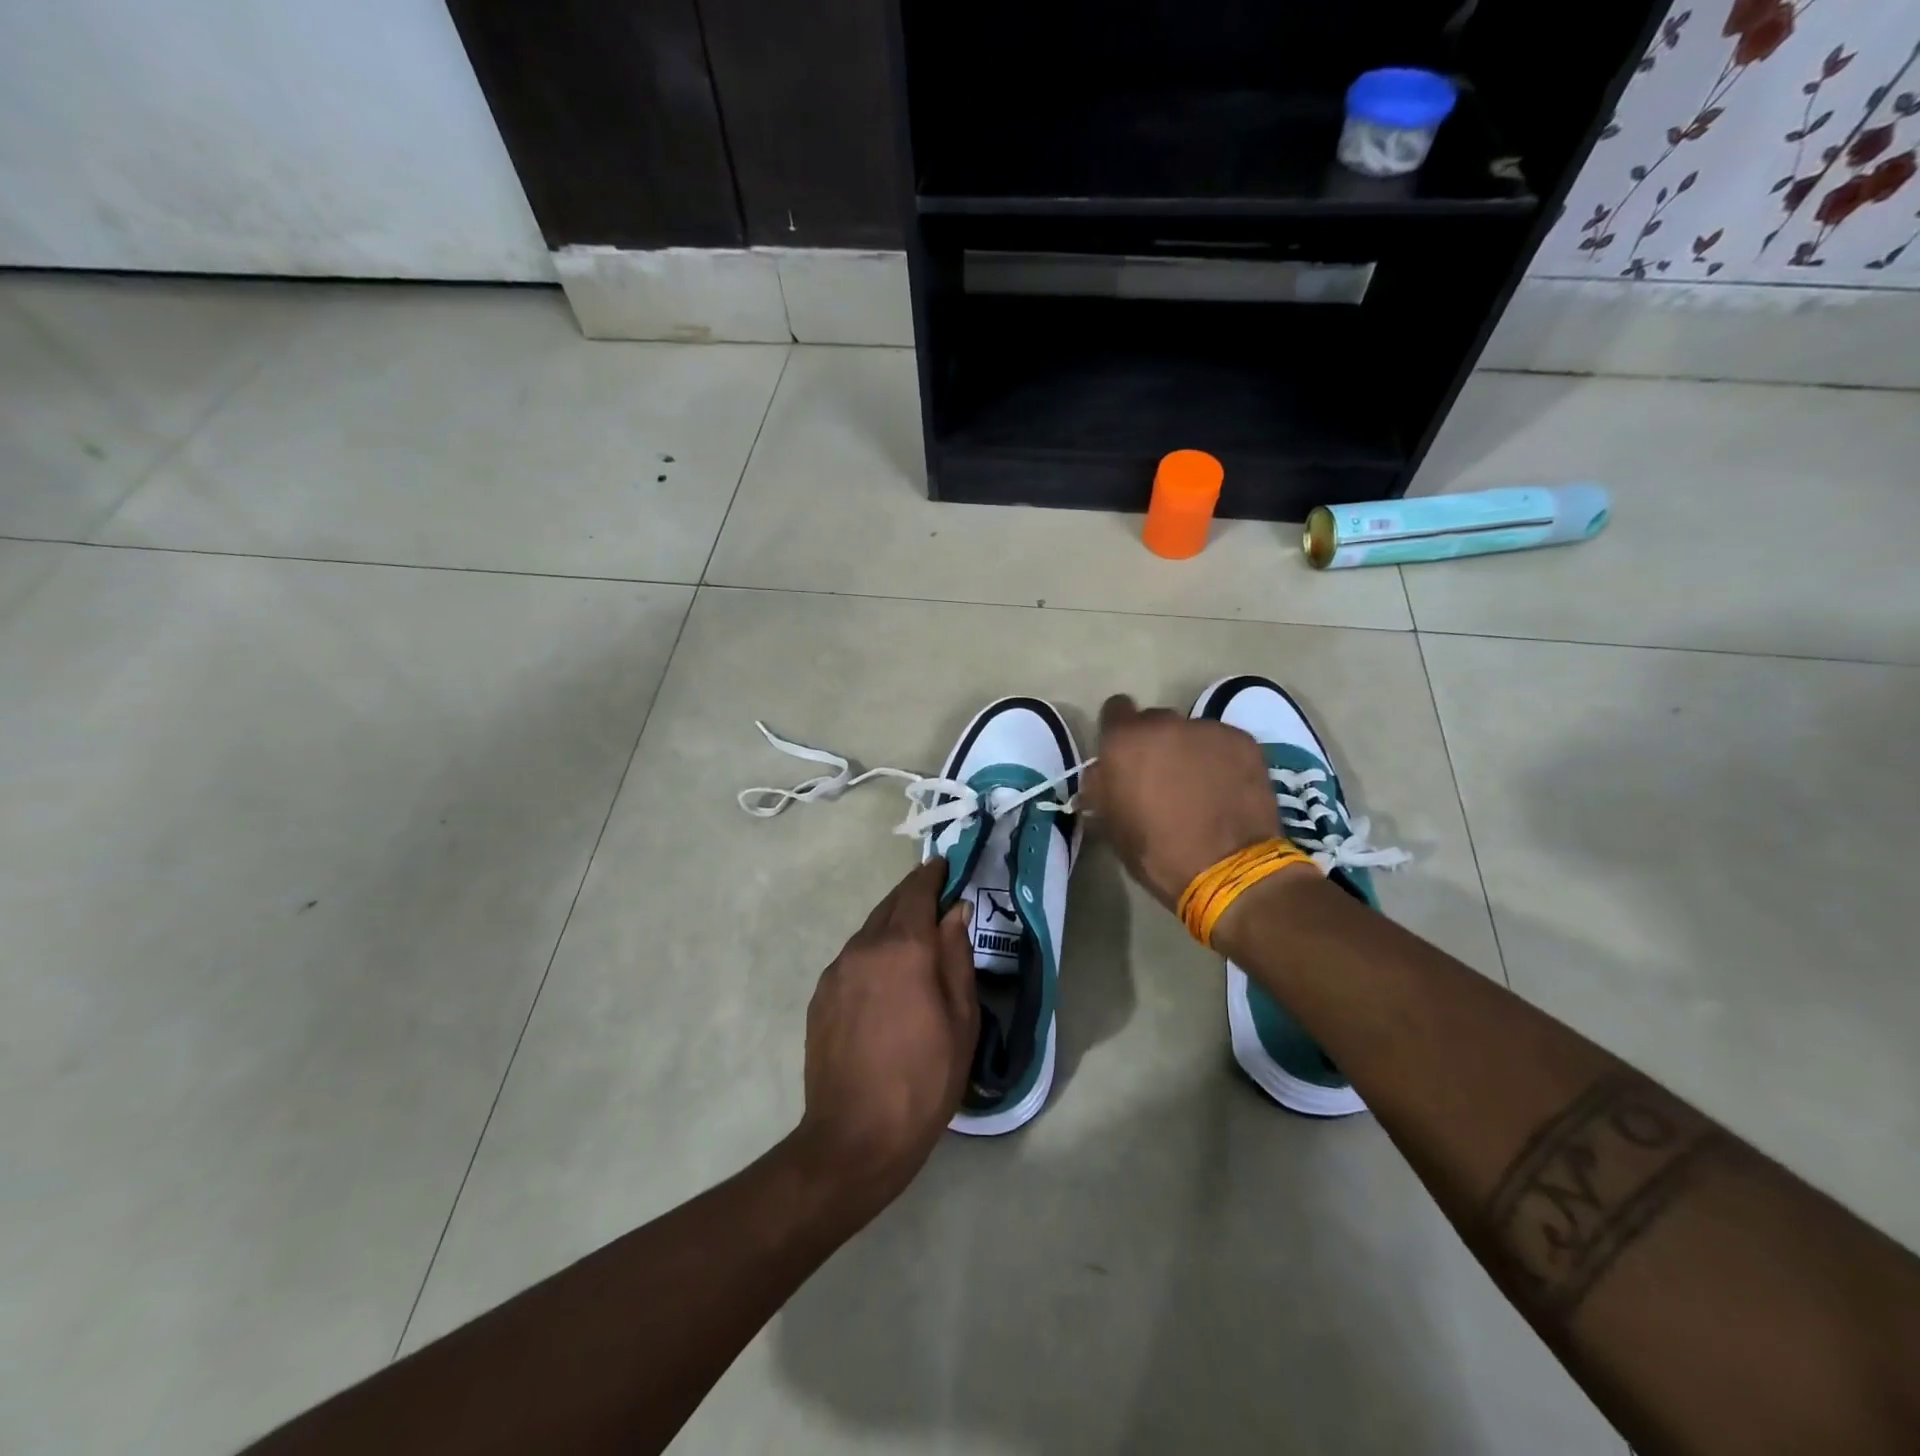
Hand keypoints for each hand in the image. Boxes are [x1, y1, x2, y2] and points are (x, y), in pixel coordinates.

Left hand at [792, 860, 977, 1200]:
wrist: (855, 1136)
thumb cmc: (924, 1079)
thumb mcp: (961, 1020)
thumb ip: (957, 957)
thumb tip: (955, 911)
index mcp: (903, 948)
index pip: (917, 892)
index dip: (932, 875)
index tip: (944, 864)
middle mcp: (864, 947)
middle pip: (889, 905)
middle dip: (912, 895)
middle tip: (934, 894)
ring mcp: (836, 971)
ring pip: (868, 931)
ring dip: (891, 925)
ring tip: (912, 937)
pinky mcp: (821, 995)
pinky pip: (852, 958)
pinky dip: (872, 952)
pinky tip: (885, 976)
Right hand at [1083, 694, 1282, 908]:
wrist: (1227, 868)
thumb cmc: (1156, 852)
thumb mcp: (1111, 824)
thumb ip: (1101, 787)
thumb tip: (1101, 773)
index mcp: (1124, 741)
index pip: (1115, 711)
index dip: (1118, 732)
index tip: (1125, 756)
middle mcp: (1164, 724)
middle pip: (1155, 722)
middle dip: (1155, 744)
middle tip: (1163, 778)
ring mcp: (1207, 729)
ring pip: (1191, 733)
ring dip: (1190, 752)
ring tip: (1200, 787)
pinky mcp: (1243, 741)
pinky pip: (1223, 743)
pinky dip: (1221, 760)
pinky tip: (1226, 789)